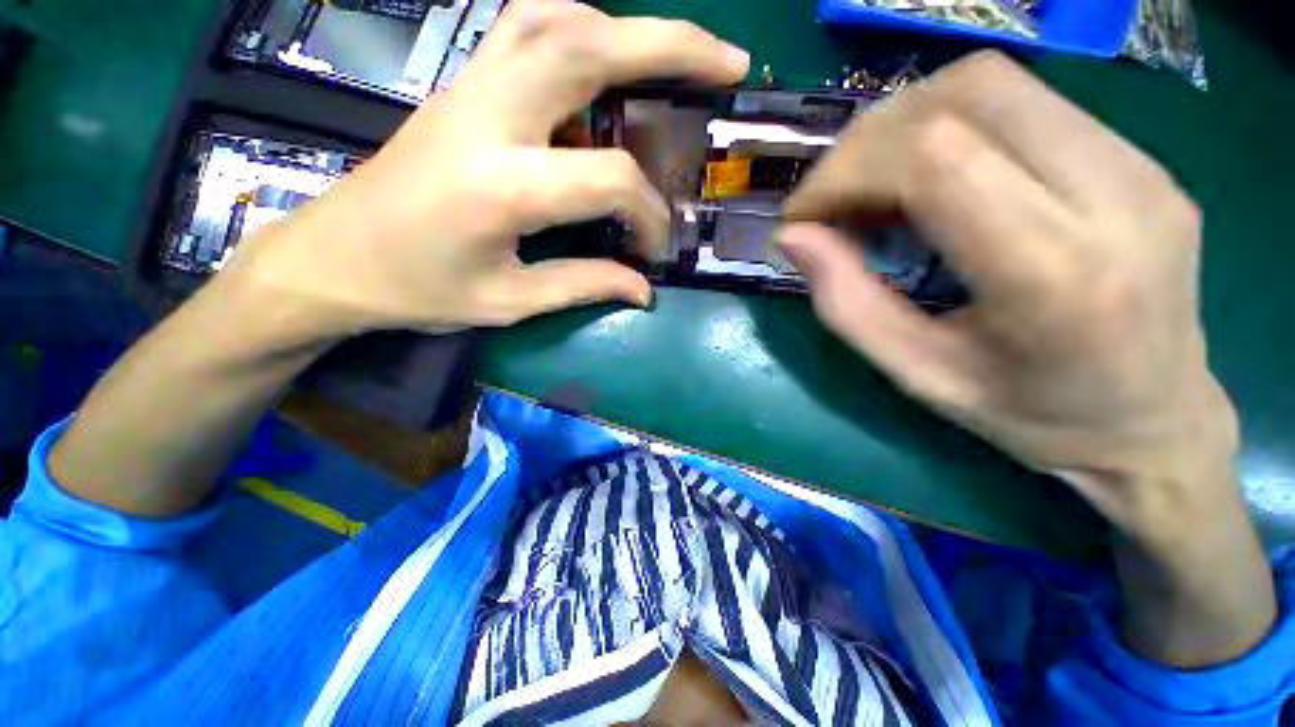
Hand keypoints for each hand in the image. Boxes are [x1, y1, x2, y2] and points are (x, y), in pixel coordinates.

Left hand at [229, 0, 748, 336]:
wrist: (334, 257)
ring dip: (627, 28)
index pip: (608, 178)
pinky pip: (528, 29)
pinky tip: (604, 56)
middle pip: (590, 46)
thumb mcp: (509, 301)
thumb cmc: (418, 289)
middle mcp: (488, 115)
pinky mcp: (462, 86)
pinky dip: (581, 27)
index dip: (647, 212)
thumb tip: (642, 290)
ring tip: (673, 57)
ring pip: (559, 19)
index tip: (653, 247)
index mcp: (501, 184)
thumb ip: (583, 286)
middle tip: (728, 62)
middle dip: (671, 46)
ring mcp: (470, 88)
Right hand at [780, 52, 1272, 664]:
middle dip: (868, 137)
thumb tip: (796, 243)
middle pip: (962, 99)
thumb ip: (845, 301)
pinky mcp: (1128, 163)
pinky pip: (1014, 111)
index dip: (845, 169)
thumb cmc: (1026, 428)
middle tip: (825, 195)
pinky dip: (945, 135)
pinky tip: (921, 186)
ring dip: (905, 130)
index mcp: (1050, 267)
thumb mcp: (915, 377)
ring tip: (865, 190)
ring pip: (990, 88)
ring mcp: (1127, 167)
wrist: (1157, 436)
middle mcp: (1103, 192)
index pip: (933, 152)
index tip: (800, 210)